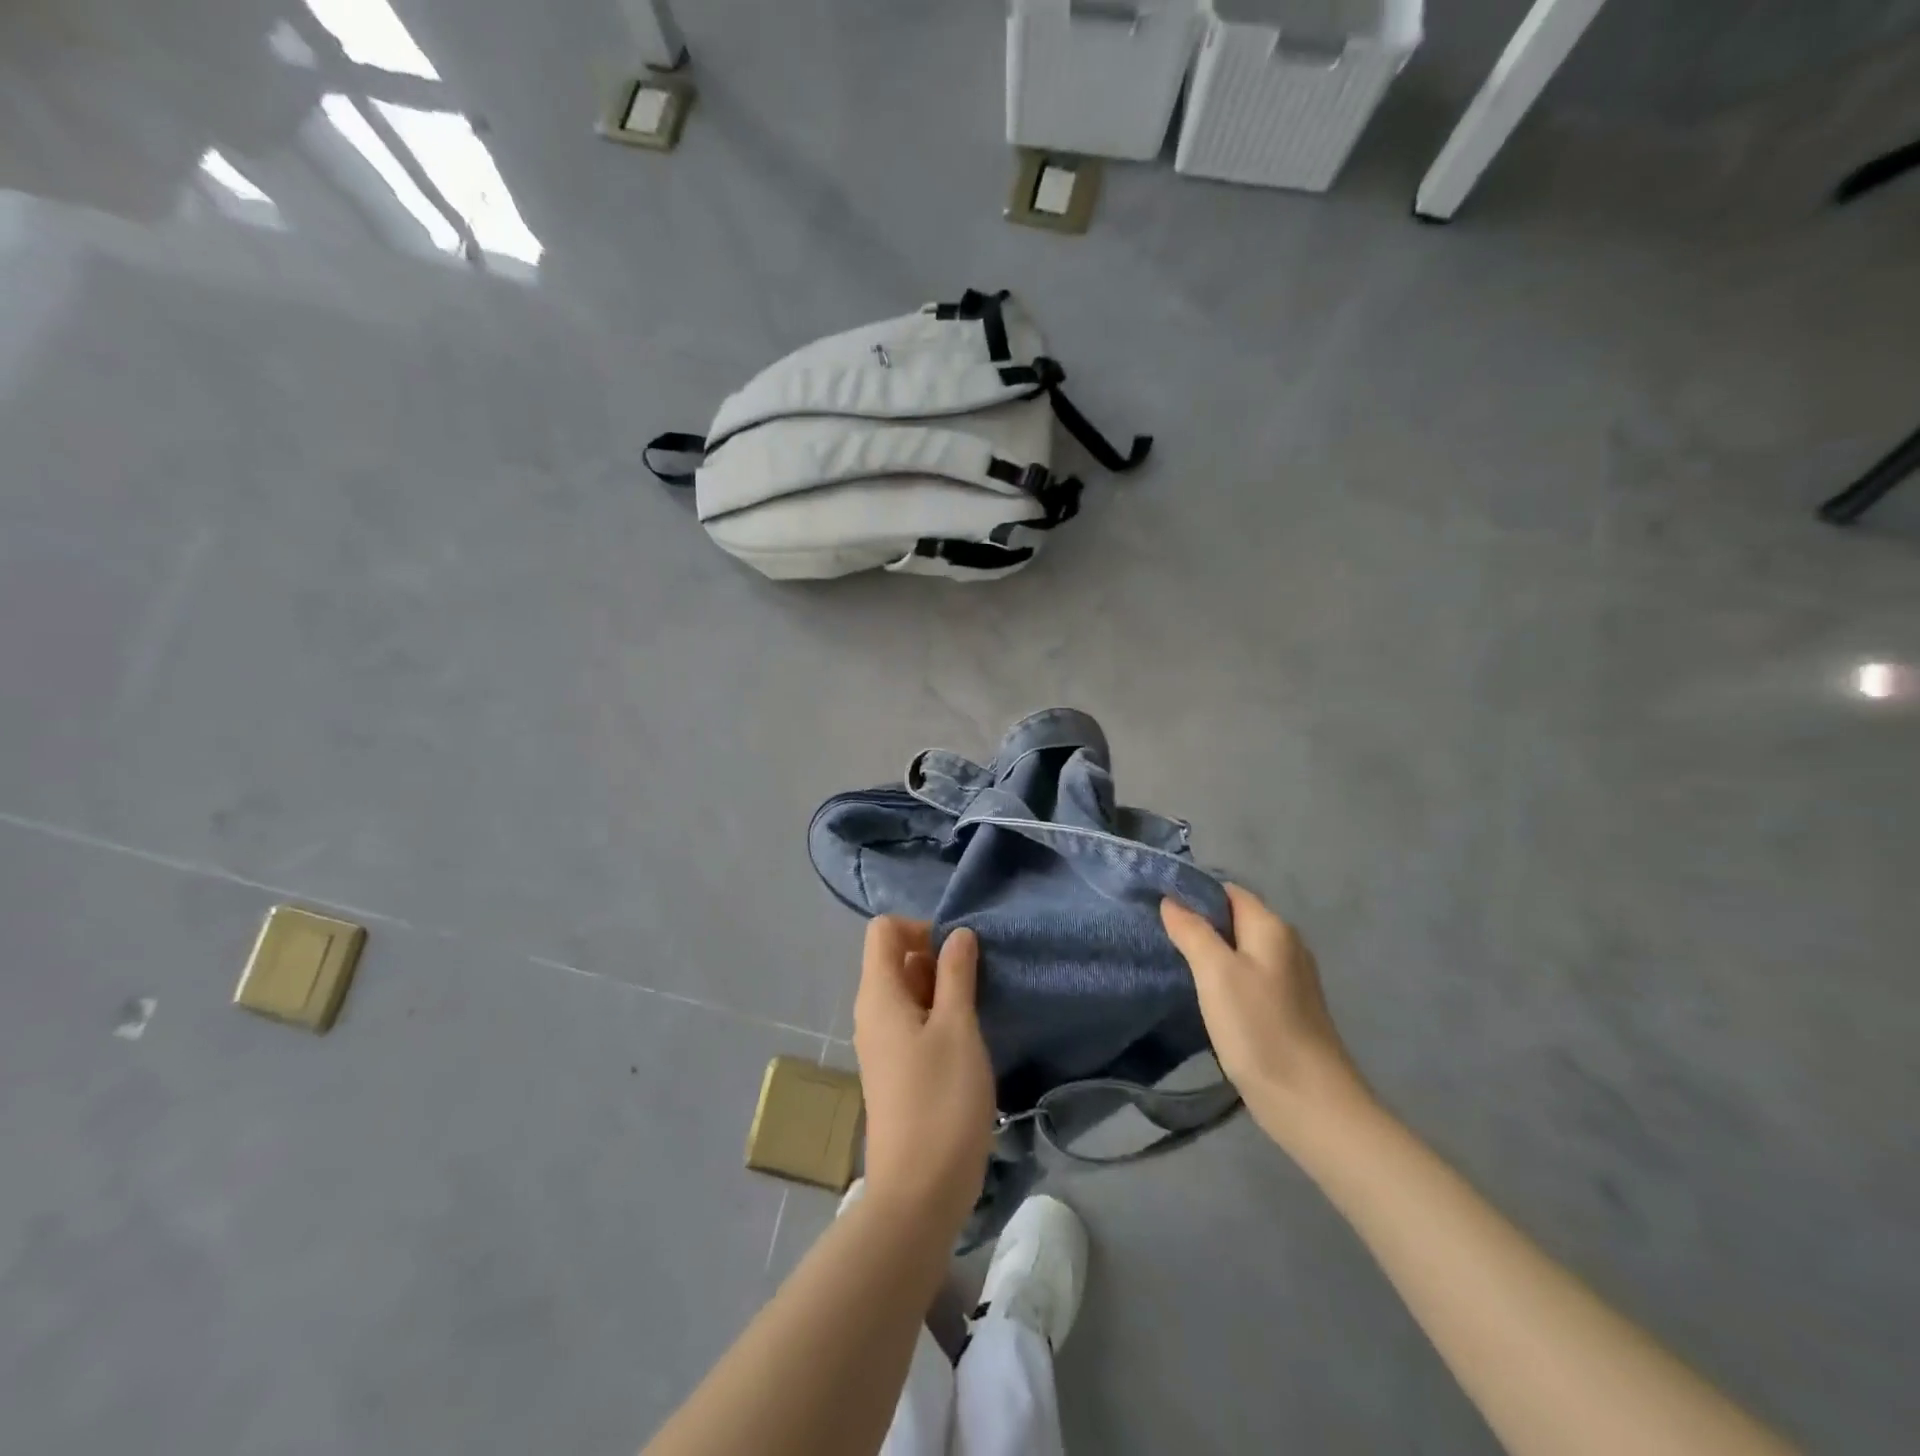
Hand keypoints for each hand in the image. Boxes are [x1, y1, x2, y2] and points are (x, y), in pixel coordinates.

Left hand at [852, 919, 994, 1235]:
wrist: (918, 1192)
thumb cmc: (941, 1101)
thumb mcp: (958, 1028)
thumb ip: (957, 974)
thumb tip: (957, 934)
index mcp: (878, 994)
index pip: (884, 931)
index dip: (920, 929)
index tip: (957, 955)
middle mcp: (871, 1012)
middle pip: (896, 959)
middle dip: (936, 961)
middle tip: (975, 989)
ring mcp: (880, 1043)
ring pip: (908, 993)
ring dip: (942, 993)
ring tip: (976, 1017)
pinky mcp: (894, 1070)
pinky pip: (911, 1024)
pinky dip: (938, 1020)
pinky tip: (966, 1044)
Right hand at [1161, 886, 1371, 1148]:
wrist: (1310, 1103)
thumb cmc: (1259, 1029)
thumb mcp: (1216, 973)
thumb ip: (1192, 931)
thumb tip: (1171, 900)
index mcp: (1272, 928)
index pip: (1227, 891)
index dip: (1193, 893)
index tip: (1157, 905)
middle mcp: (1286, 945)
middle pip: (1234, 918)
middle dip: (1198, 922)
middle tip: (1159, 934)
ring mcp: (1290, 978)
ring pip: (1240, 949)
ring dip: (1210, 952)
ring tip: (1174, 961)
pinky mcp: (1287, 1007)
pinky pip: (1248, 976)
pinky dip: (1224, 977)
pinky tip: (1204, 994)